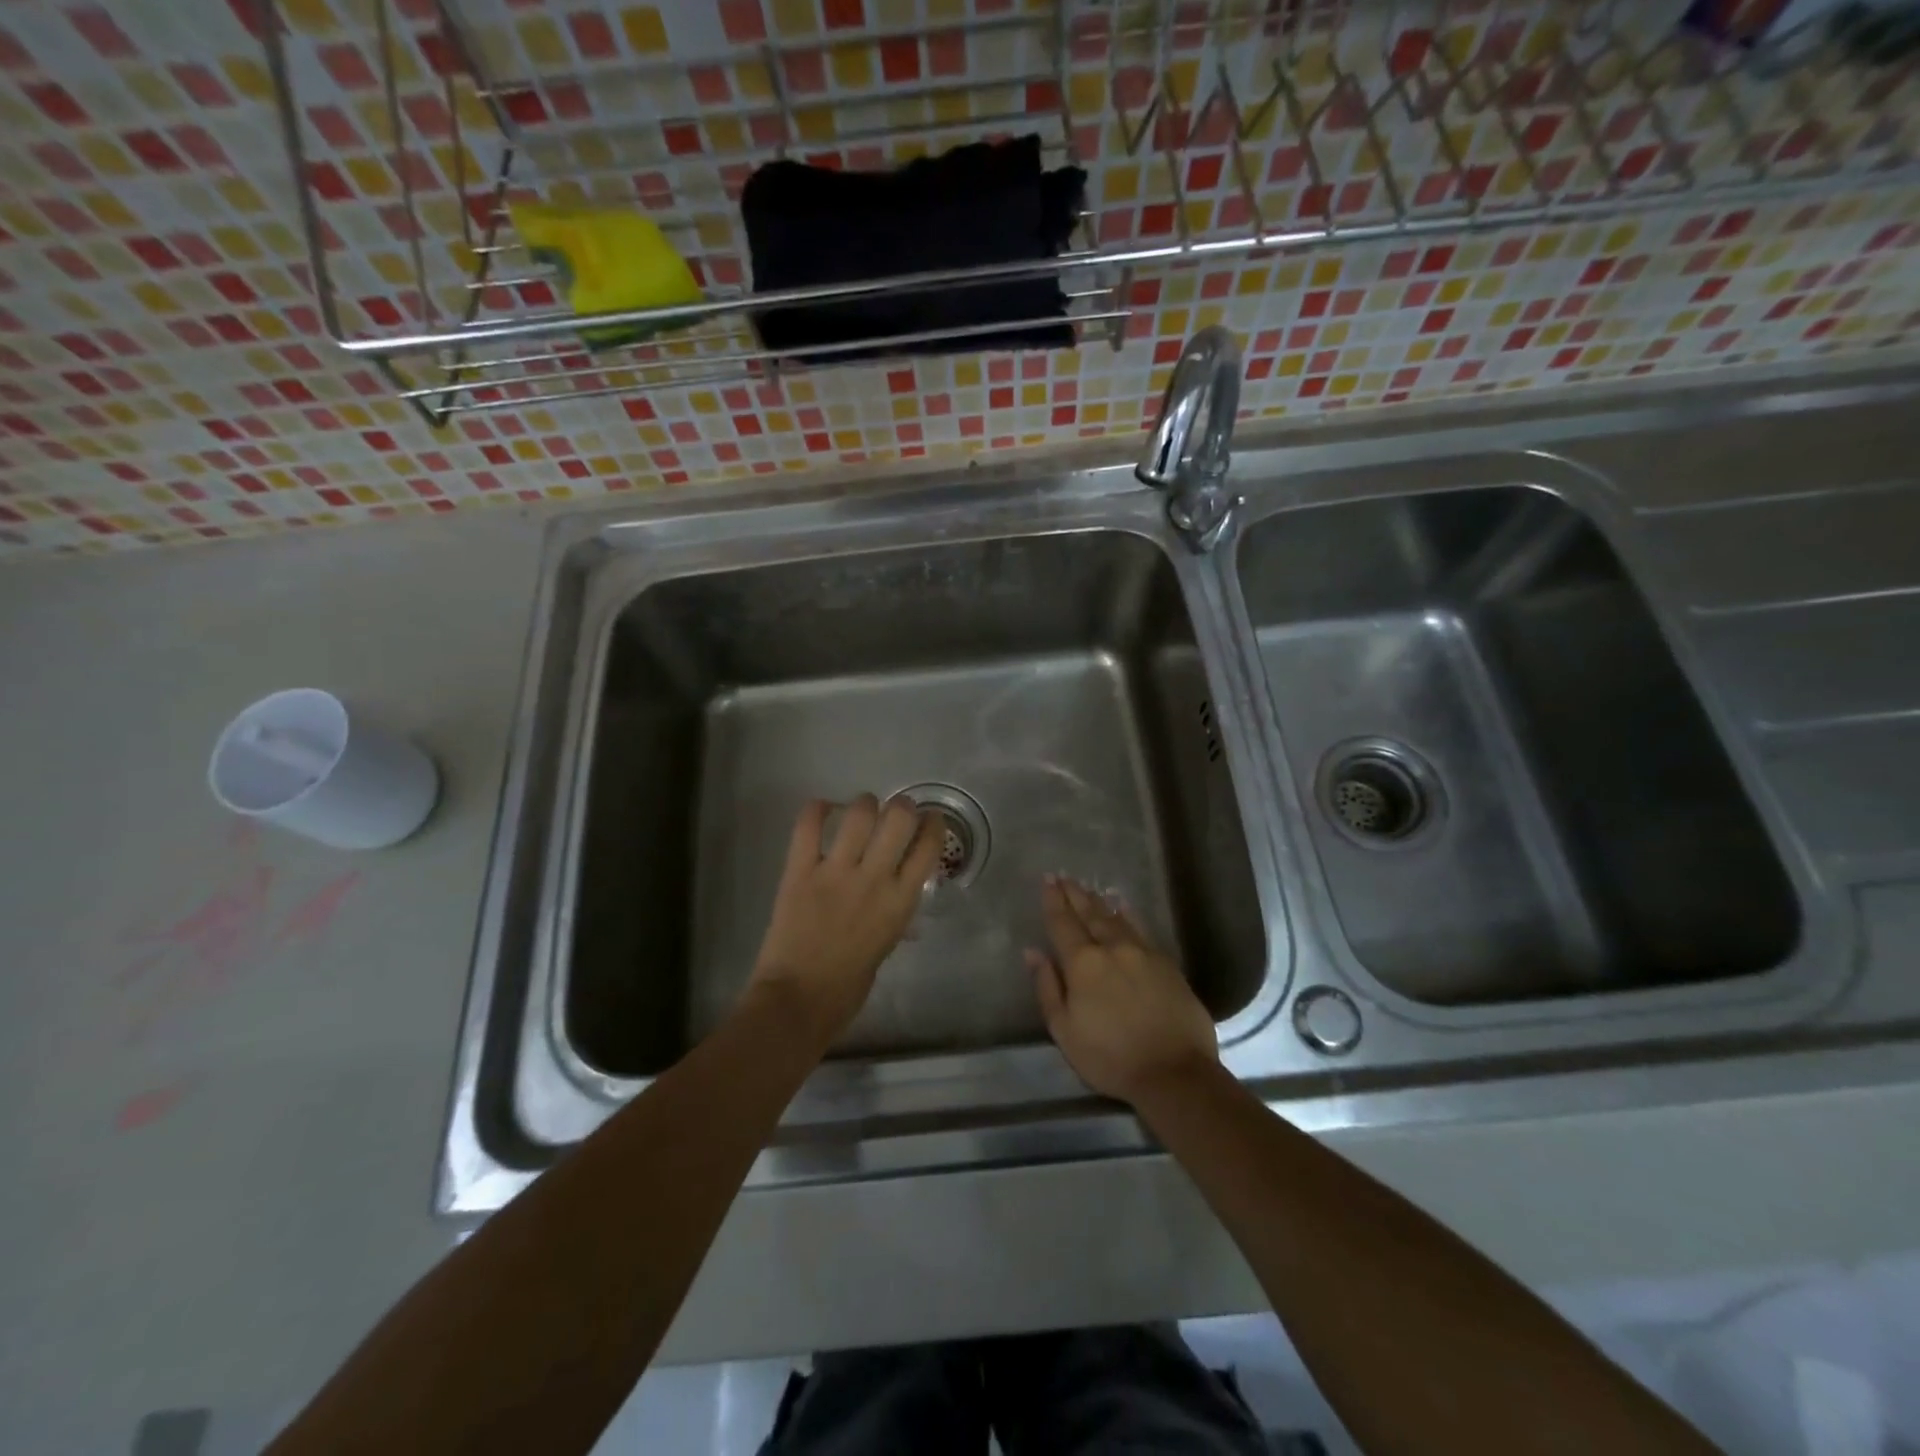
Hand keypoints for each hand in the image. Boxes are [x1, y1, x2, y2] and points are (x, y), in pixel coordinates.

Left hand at [746, 795, 944, 1048]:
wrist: (798, 1000)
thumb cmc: (848, 986)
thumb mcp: (886, 945)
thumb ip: (893, 913)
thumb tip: (897, 895)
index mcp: (900, 901)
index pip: (928, 847)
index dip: (933, 825)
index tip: (930, 820)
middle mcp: (874, 878)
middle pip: (899, 818)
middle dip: (902, 807)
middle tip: (896, 812)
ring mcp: (835, 872)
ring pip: (859, 813)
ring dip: (864, 804)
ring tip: (861, 811)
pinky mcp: (800, 871)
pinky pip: (808, 826)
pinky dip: (816, 810)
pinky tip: (822, 810)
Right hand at [1026, 875, 1218, 1104]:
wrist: (1174, 1072)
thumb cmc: (1110, 1057)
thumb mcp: (1064, 1030)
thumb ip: (1047, 987)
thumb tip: (1032, 951)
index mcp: (1083, 963)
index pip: (1063, 923)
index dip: (1053, 901)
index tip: (1047, 880)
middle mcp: (1112, 948)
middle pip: (1089, 914)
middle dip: (1074, 894)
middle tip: (1063, 875)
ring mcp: (1142, 952)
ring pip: (1115, 918)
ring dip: (1098, 901)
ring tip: (1088, 887)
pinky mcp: (1166, 963)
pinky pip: (1141, 928)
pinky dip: (1128, 914)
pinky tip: (1123, 905)